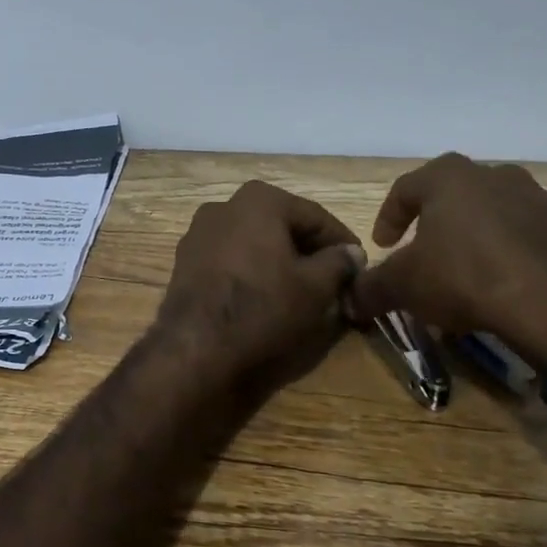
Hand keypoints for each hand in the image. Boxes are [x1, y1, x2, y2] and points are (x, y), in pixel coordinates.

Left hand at [155, 180, 364, 390]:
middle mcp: (224, 206)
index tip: (361, 267)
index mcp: (259, 200)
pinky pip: (231, 259)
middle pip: (281, 226)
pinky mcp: (185, 261)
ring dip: (280, 261)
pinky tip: (266, 296)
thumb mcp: (315, 286)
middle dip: (309, 251)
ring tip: (302, 291)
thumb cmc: (263, 307)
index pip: (315, 217)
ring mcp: (199, 233)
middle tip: (334, 280)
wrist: (196, 347)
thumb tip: (352, 253)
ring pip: (254, 242)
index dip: (342, 243)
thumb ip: (339, 263)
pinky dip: (252, 271)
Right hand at [349, 154, 546, 367]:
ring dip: (473, 234)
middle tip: (422, 251)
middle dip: (433, 222)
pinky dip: (506, 251)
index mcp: (448, 176)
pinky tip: (498, 282)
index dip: (388, 218)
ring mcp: (535, 199)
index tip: (383, 247)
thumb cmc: (464, 276)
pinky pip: (523, 234)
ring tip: (463, 268)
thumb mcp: (403, 286)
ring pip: (491, 212)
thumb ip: (371, 288)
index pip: (405, 189)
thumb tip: (349, 299)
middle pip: (452, 194)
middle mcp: (493, 174)